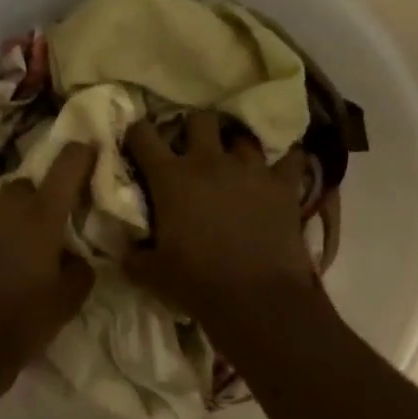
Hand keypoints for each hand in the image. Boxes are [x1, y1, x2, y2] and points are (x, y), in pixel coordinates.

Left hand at [0, 142, 98, 377]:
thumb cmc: (23, 320)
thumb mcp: (69, 299)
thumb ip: (80, 268)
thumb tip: (75, 256)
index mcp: (40, 216)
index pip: (65, 167)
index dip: (80, 153)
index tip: (91, 147)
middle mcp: (7, 209)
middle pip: (28, 183)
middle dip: (44, 191)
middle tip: (58, 216)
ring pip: (5, 204)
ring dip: (19, 213)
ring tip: (31, 243)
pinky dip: (0, 234)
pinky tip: (6, 261)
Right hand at [123, 113, 318, 329]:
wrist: (256, 299)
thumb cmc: (197, 283)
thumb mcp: (151, 274)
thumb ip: (133, 256)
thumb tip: (125, 251)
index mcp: (171, 178)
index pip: (143, 135)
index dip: (137, 134)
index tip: (137, 143)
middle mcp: (209, 161)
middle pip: (200, 119)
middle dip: (194, 129)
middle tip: (193, 149)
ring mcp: (250, 169)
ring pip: (243, 137)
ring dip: (236, 147)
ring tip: (236, 164)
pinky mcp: (283, 185)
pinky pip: (291, 158)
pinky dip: (286, 162)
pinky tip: (281, 171)